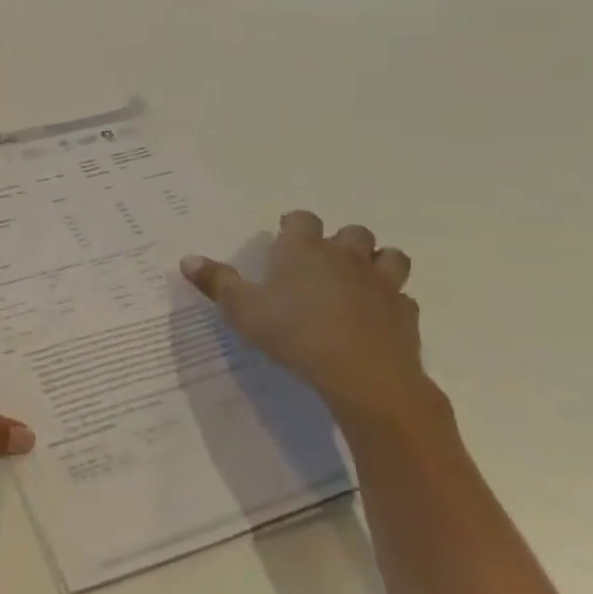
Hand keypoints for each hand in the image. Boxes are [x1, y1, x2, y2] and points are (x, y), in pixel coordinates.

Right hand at [180, 211, 448, 438]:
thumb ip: (215, 282)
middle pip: (353, 232)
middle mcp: (345, 257)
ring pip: (390, 257)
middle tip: (322, 263)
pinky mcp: (405, 313)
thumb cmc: (293, 332)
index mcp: (303, 249)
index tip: (284, 240)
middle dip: (341, 242)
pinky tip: (377, 319)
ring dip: (377, 263)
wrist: (362, 374)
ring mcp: (381, 283)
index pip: (302, 219)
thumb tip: (187, 259)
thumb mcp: (241, 309)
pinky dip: (391, 303)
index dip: (293, 226)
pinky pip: (402, 299)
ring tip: (359, 282)